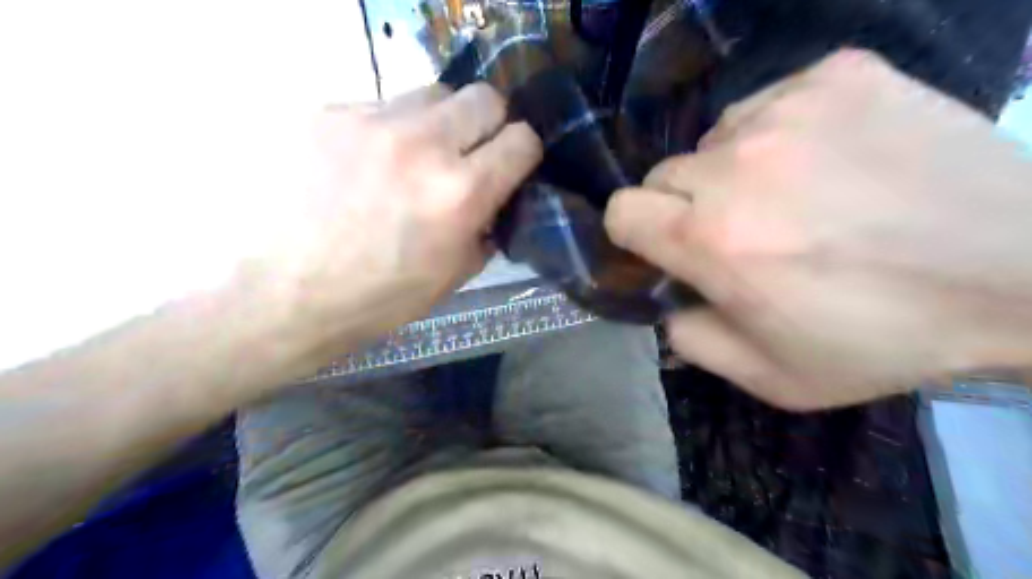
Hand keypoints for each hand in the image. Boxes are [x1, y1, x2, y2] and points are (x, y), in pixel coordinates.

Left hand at [253, 83, 541, 362]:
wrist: (284, 295)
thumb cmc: (378, 298)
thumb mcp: (454, 274)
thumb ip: (486, 227)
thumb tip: (495, 201)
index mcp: (459, 193)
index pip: (522, 140)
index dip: (523, 153)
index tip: (512, 166)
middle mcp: (421, 145)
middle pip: (484, 97)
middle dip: (488, 125)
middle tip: (468, 155)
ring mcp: (370, 121)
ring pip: (432, 94)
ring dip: (438, 123)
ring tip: (413, 158)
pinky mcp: (327, 113)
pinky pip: (379, 106)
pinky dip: (387, 132)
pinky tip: (365, 165)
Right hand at [606, 50, 1031, 410]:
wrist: (1025, 272)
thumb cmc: (884, 337)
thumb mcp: (770, 376)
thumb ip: (691, 341)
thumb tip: (668, 303)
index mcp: (711, 239)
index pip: (623, 211)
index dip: (634, 232)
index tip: (665, 247)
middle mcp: (735, 166)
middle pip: (663, 175)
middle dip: (684, 207)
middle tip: (739, 232)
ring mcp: (788, 111)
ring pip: (714, 139)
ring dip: (732, 170)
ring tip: (791, 195)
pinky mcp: (838, 76)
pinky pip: (770, 104)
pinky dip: (780, 134)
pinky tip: (827, 160)